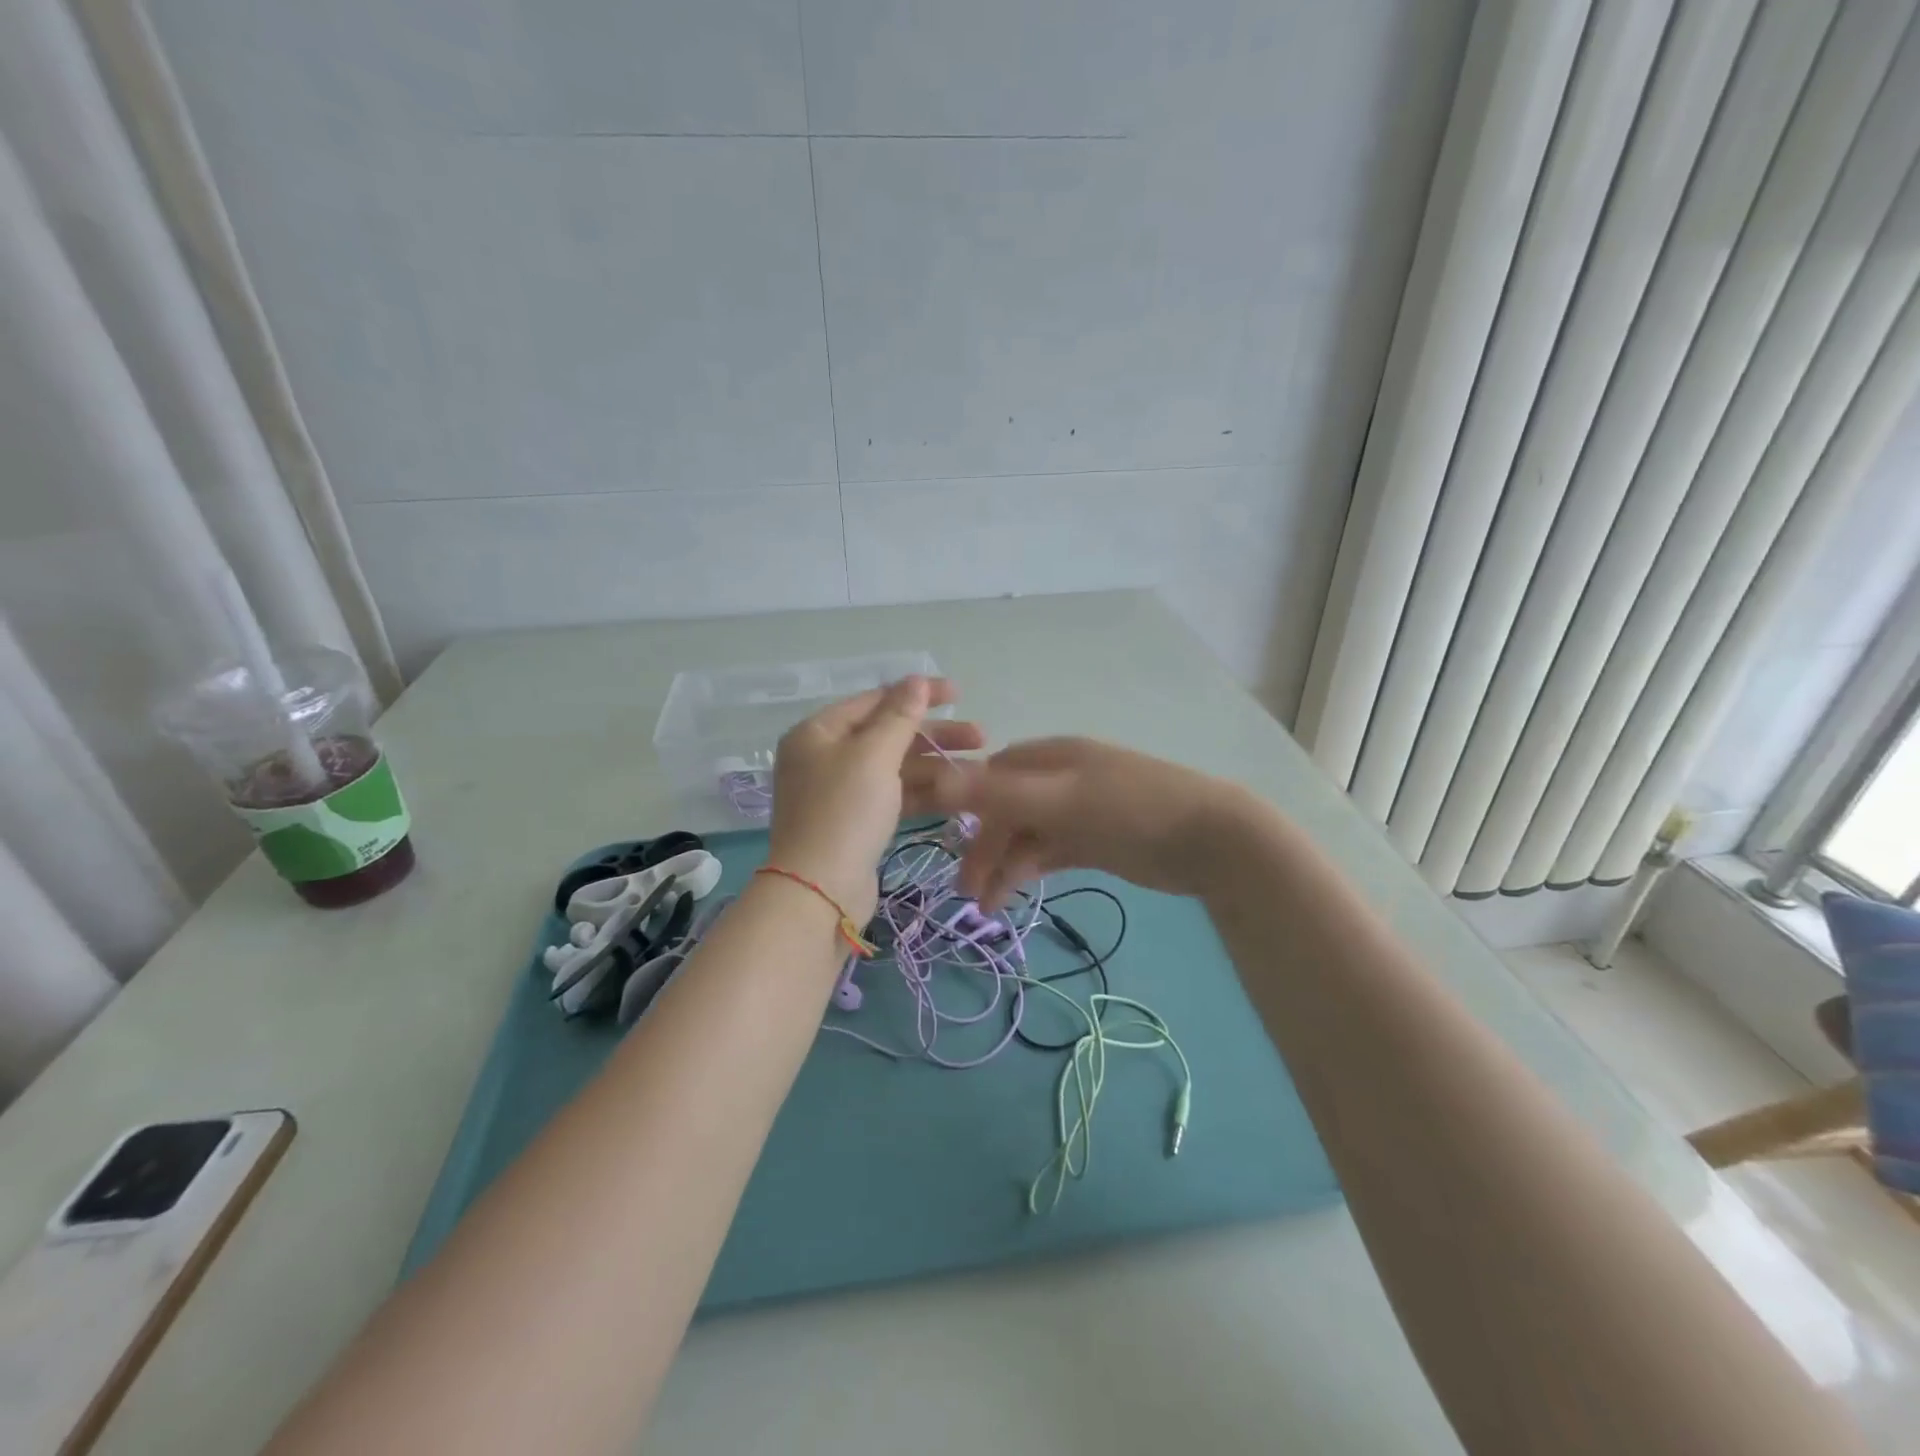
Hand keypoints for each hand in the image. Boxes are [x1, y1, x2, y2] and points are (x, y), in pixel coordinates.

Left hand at [767, 676, 982, 921]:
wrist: (819, 892)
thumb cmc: (845, 812)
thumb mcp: (874, 756)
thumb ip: (899, 716)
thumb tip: (916, 679)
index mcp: (818, 732)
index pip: (875, 700)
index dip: (918, 695)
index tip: (960, 694)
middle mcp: (824, 757)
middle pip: (887, 735)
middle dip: (935, 735)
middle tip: (981, 737)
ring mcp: (839, 793)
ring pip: (894, 768)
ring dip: (935, 766)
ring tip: (980, 769)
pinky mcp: (855, 823)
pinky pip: (893, 797)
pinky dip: (922, 793)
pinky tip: (958, 794)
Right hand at [945, 738, 1254, 910]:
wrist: (1210, 841)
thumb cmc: (1131, 810)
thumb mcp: (1061, 799)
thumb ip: (998, 793)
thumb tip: (935, 779)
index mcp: (1050, 758)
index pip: (991, 775)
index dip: (964, 804)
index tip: (941, 839)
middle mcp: (1060, 779)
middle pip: (1006, 810)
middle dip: (983, 848)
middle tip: (966, 892)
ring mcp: (1078, 811)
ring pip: (1026, 835)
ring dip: (1004, 866)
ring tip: (987, 908)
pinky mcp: (1094, 840)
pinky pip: (1049, 852)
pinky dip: (1029, 870)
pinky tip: (1014, 895)